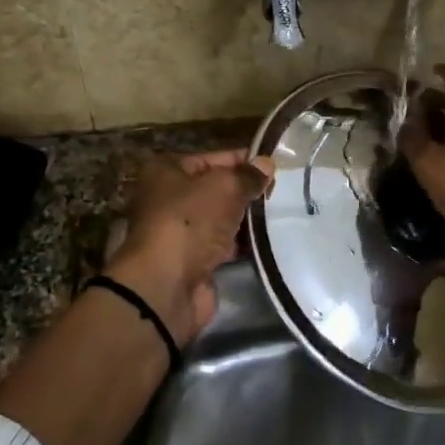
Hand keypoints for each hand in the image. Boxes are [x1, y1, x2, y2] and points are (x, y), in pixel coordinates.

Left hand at [107, 149, 274, 344]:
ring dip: (243, 219)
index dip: (241, 160)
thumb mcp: (225, 187)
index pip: (210, 159)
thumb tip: (266, 164)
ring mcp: (178, 233)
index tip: (272, 166)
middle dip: (243, 191)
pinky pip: (221, 246)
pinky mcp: (190, 262)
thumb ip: (247, 176)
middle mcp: (167, 199)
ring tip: (278, 215)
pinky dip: (240, 245)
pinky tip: (265, 241)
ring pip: (219, 219)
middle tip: (278, 192)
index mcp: (166, 172)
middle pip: (213, 189)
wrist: (167, 285)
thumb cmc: (190, 222)